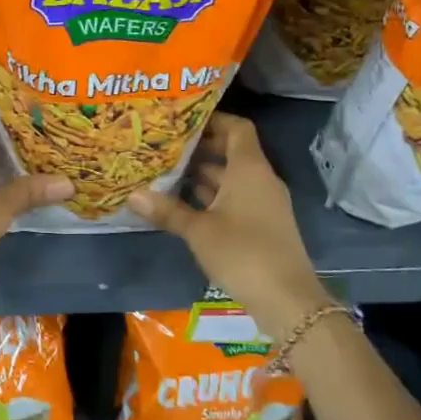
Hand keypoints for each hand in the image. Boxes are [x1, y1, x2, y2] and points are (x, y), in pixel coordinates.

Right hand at [127, 114, 327, 330]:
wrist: (287, 299)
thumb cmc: (242, 252)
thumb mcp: (199, 230)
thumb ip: (167, 210)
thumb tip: (133, 194)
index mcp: (250, 168)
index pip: (237, 127)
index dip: (213, 120)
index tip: (183, 120)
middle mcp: (260, 179)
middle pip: (232, 151)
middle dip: (200, 148)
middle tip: (165, 146)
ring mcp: (264, 203)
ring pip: (231, 177)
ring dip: (203, 174)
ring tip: (166, 172)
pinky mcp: (262, 225)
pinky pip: (235, 198)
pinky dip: (212, 196)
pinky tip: (184, 203)